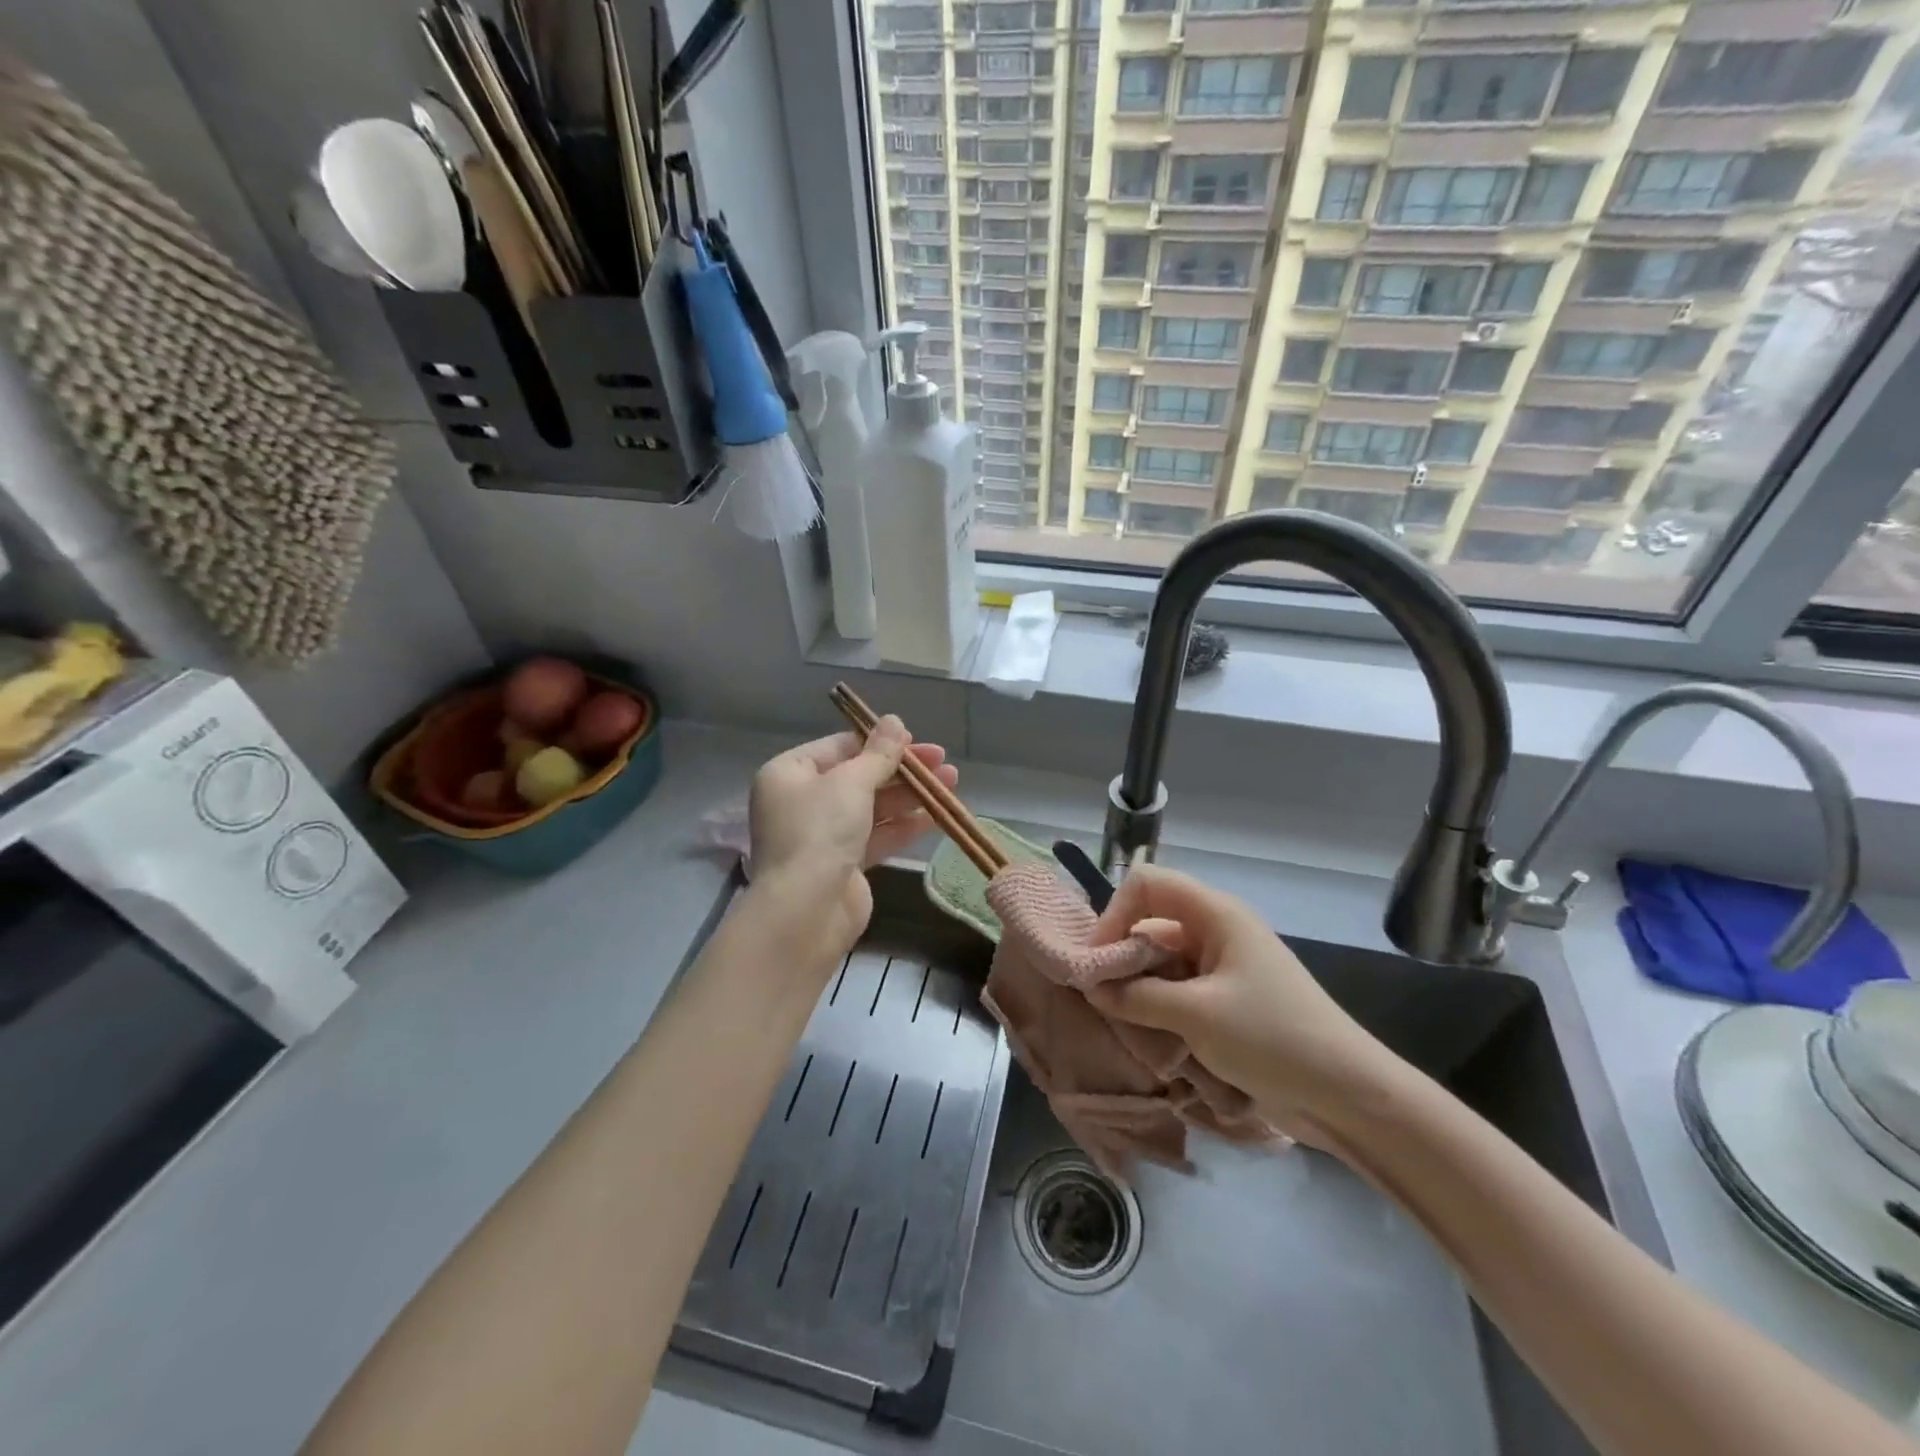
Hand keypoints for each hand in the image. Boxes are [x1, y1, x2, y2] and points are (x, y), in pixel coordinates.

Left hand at [749, 717, 957, 949]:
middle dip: (902, 770)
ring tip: (952, 784)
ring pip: (872, 807)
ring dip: (910, 796)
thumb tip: (895, 721)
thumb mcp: (851, 782)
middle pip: (859, 776)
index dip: (880, 742)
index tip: (917, 741)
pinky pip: (876, 836)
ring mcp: (822, 835)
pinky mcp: (843, 864)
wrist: (806, 910)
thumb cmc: (820, 831)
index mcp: (790, 773)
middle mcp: (802, 801)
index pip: (840, 747)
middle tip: (943, 762)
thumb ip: (879, 753)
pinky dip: (904, 825)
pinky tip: (936, 816)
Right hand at [1083, 865, 1402, 1150]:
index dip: (1115, 912)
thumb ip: (1136, 996)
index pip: (1147, 884)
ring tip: (1121, 1020)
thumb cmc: (1271, 1037)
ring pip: (1161, 958)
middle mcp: (1216, 930)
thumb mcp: (1196, 1015)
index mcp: (1216, 913)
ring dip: (1138, 984)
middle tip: (1101, 995)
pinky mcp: (1226, 999)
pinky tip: (1147, 1034)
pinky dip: (1157, 1005)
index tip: (1099, 960)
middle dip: (1122, 953)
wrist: (1346, 1094)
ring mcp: (1223, 965)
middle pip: (1151, 920)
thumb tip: (1091, 987)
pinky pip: (1177, 987)